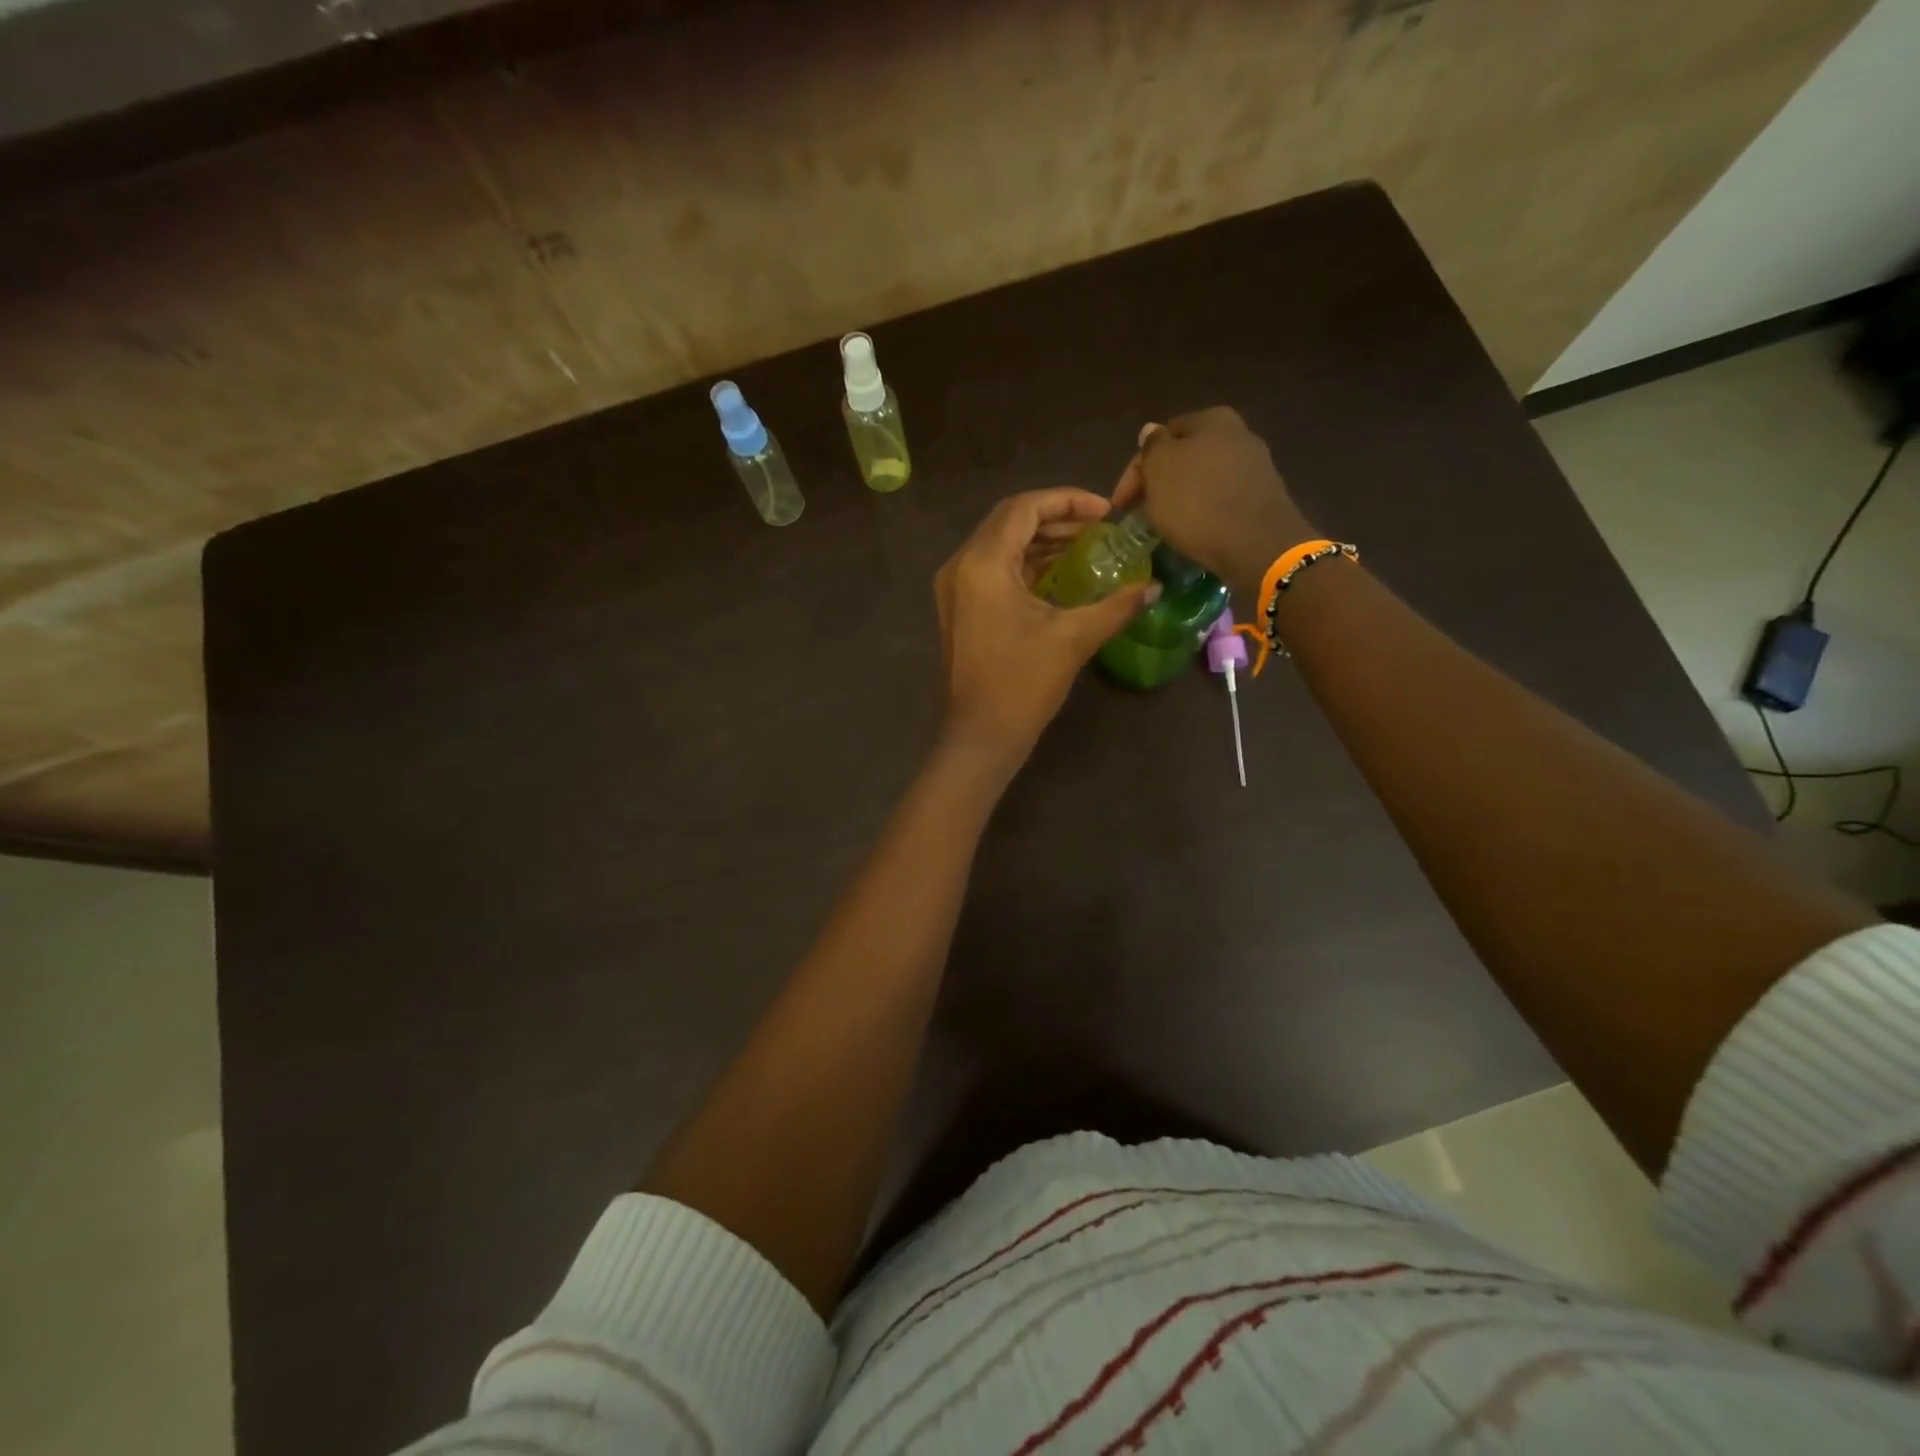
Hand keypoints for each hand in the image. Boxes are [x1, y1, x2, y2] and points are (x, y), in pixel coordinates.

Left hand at [935, 488, 1159, 769]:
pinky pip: (993, 569)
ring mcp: (955, 588)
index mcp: (982, 563)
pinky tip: (1060, 574)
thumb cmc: (1022, 685)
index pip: (1024, 508)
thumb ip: (1116, 606)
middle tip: (1100, 527)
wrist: (980, 736)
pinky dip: (1025, 564)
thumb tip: (1153, 587)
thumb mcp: (1073, 639)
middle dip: (1056, 517)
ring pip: (1000, 545)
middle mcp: (961, 566)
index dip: (1068, 500)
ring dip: (1041, 541)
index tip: (1107, 511)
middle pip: (1009, 521)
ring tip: (1086, 546)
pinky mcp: (959, 608)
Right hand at [1111, 407, 1314, 590]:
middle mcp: (1238, 433)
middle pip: (1185, 458)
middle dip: (1160, 483)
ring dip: (1181, 498)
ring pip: (1203, 480)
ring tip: (1163, 525)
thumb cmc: (1198, 502)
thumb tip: (1151, 431)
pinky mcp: (1263, 498)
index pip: (1160, 437)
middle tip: (1139, 513)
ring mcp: (1255, 466)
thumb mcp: (1160, 470)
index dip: (1135, 470)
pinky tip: (1194, 530)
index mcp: (1211, 419)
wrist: (1256, 544)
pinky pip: (1222, 500)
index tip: (1121, 504)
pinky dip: (1204, 512)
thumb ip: (1151, 447)